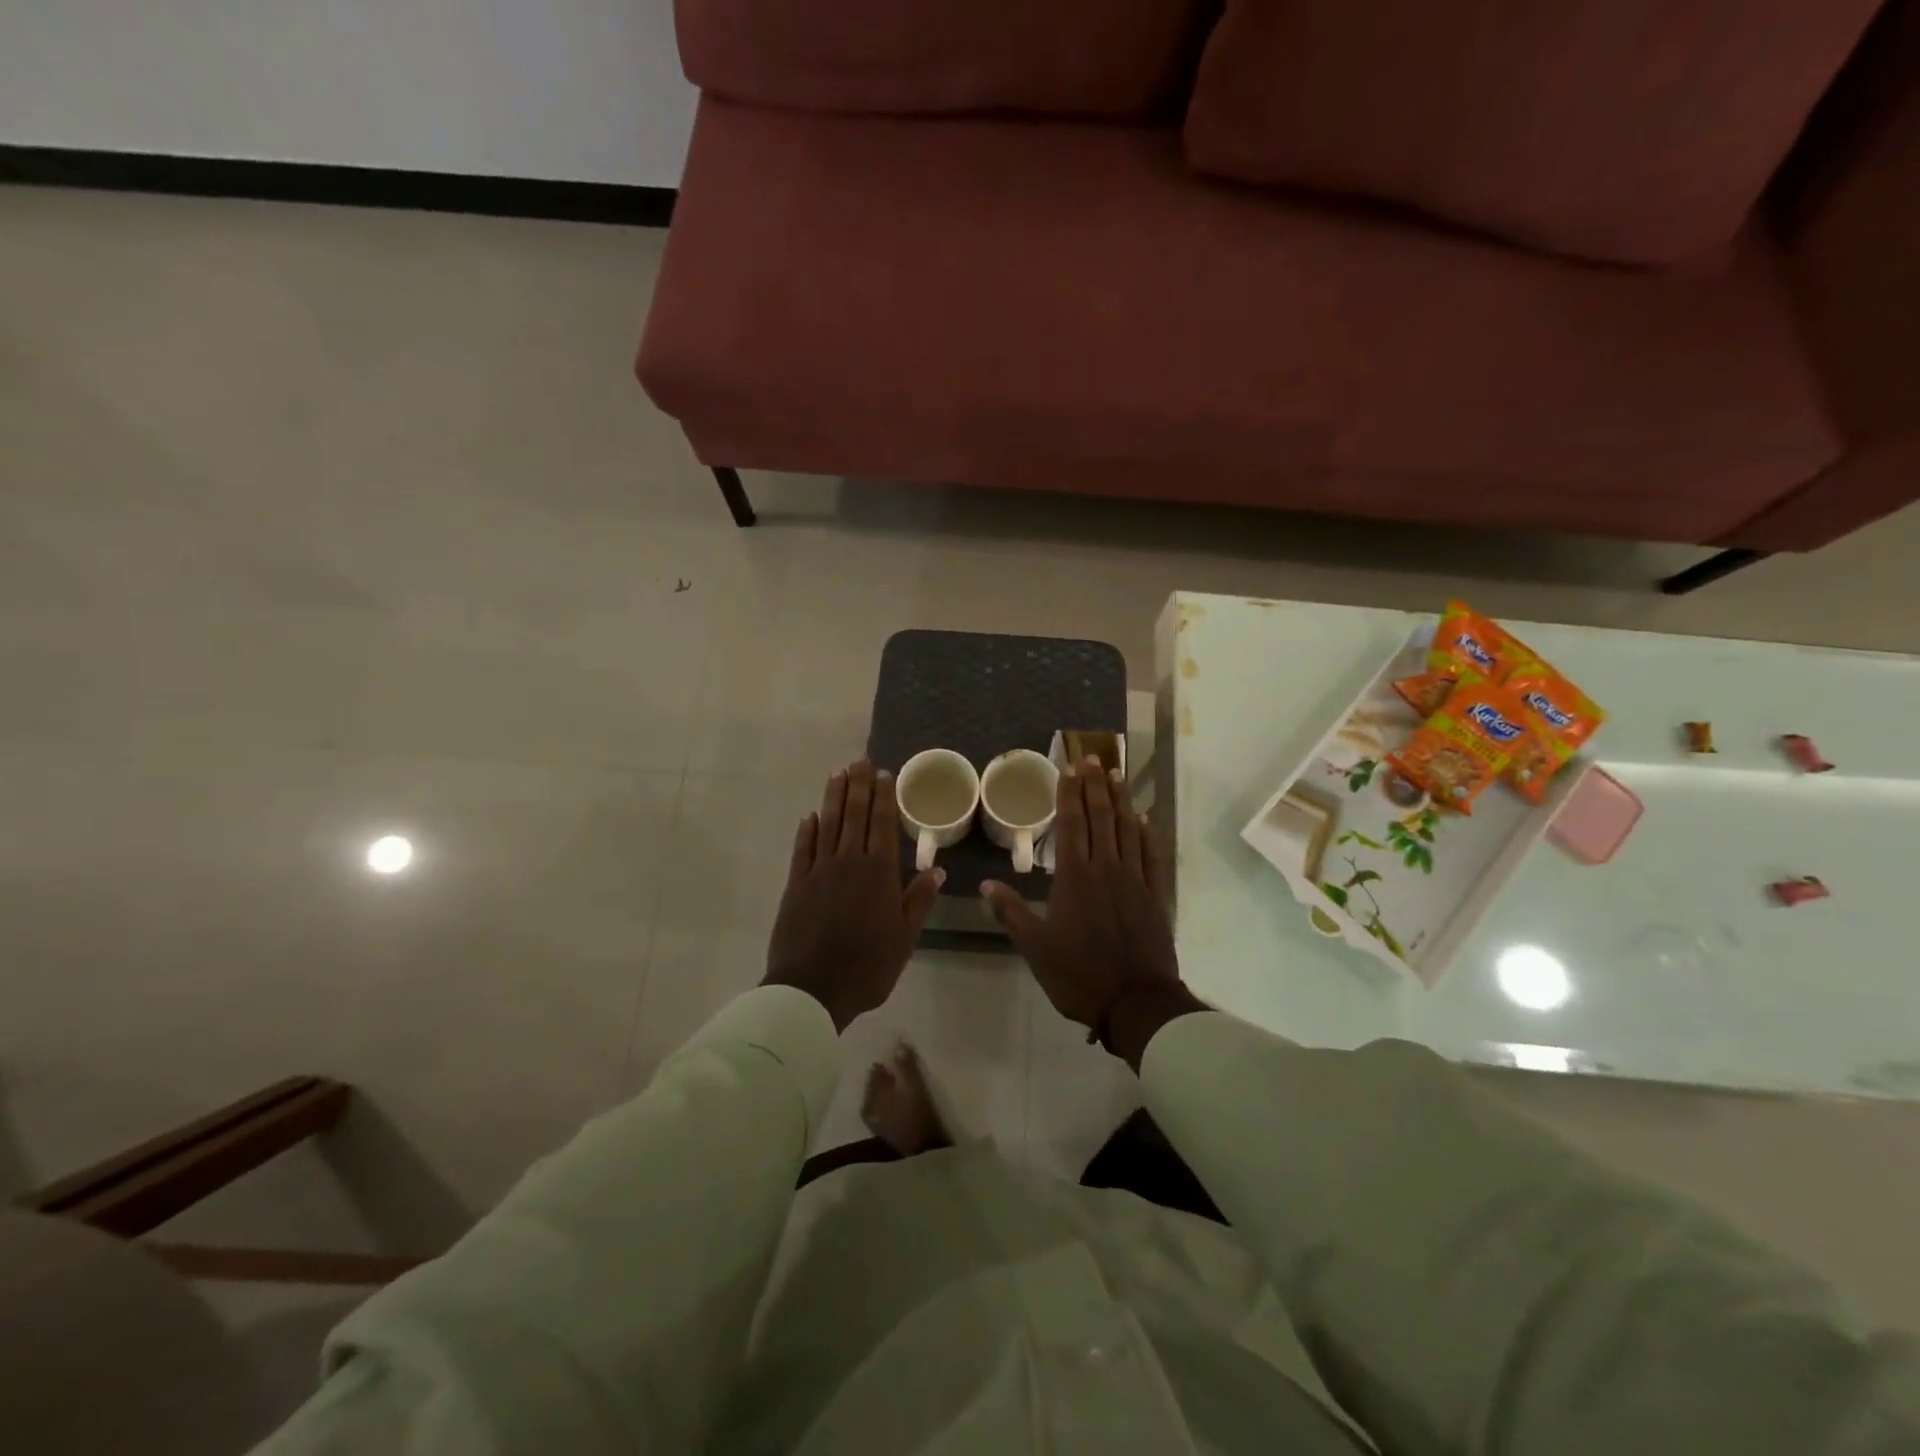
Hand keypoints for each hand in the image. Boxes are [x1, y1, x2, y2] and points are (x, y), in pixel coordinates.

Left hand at [764, 760, 943, 1030]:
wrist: (812, 989)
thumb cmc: (867, 966)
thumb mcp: (904, 938)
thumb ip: (918, 900)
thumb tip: (936, 869)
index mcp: (878, 873)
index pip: (881, 824)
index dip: (882, 797)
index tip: (883, 774)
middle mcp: (848, 863)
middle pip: (853, 816)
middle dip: (858, 786)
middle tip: (860, 761)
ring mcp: (818, 871)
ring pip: (827, 825)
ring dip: (833, 798)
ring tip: (837, 774)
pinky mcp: (796, 885)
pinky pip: (802, 850)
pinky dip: (807, 830)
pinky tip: (810, 816)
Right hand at [982, 759, 1201, 1067]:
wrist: (1135, 1002)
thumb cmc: (1078, 974)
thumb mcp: (1035, 947)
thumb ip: (1012, 911)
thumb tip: (987, 884)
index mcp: (1074, 877)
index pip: (1071, 825)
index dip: (1069, 795)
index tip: (1069, 770)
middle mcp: (1105, 868)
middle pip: (1101, 818)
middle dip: (1095, 786)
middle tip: (1093, 758)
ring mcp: (1134, 880)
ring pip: (1128, 830)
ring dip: (1122, 800)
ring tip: (1117, 775)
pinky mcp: (1155, 896)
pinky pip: (1152, 856)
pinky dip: (1148, 834)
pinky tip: (1144, 819)